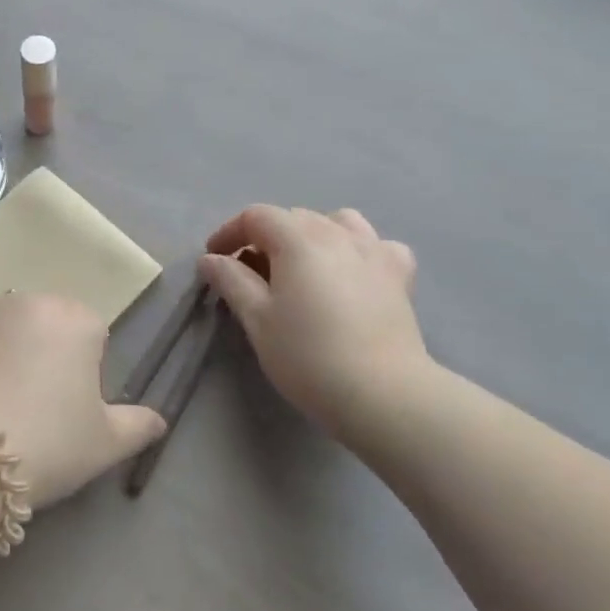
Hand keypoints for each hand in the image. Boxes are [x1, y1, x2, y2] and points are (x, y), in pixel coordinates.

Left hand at [0, 293, 167, 509]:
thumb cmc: (47, 444)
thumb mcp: (105, 444)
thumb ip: (138, 425)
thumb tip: (159, 421)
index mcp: (75, 319)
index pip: (91, 335)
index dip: (83, 373)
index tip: (70, 409)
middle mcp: (26, 301)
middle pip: (44, 326)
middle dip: (42, 356)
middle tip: (33, 409)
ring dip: (1, 355)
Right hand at [197, 206, 431, 450]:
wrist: (382, 393)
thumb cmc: (308, 356)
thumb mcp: (257, 319)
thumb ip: (231, 281)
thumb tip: (210, 259)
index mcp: (297, 238)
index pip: (256, 216)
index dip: (230, 233)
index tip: (214, 259)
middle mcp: (336, 232)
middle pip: (293, 217)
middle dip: (266, 237)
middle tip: (251, 272)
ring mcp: (373, 250)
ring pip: (337, 222)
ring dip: (312, 235)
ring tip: (303, 265)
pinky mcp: (399, 274)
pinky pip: (376, 245)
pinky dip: (359, 250)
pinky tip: (353, 273)